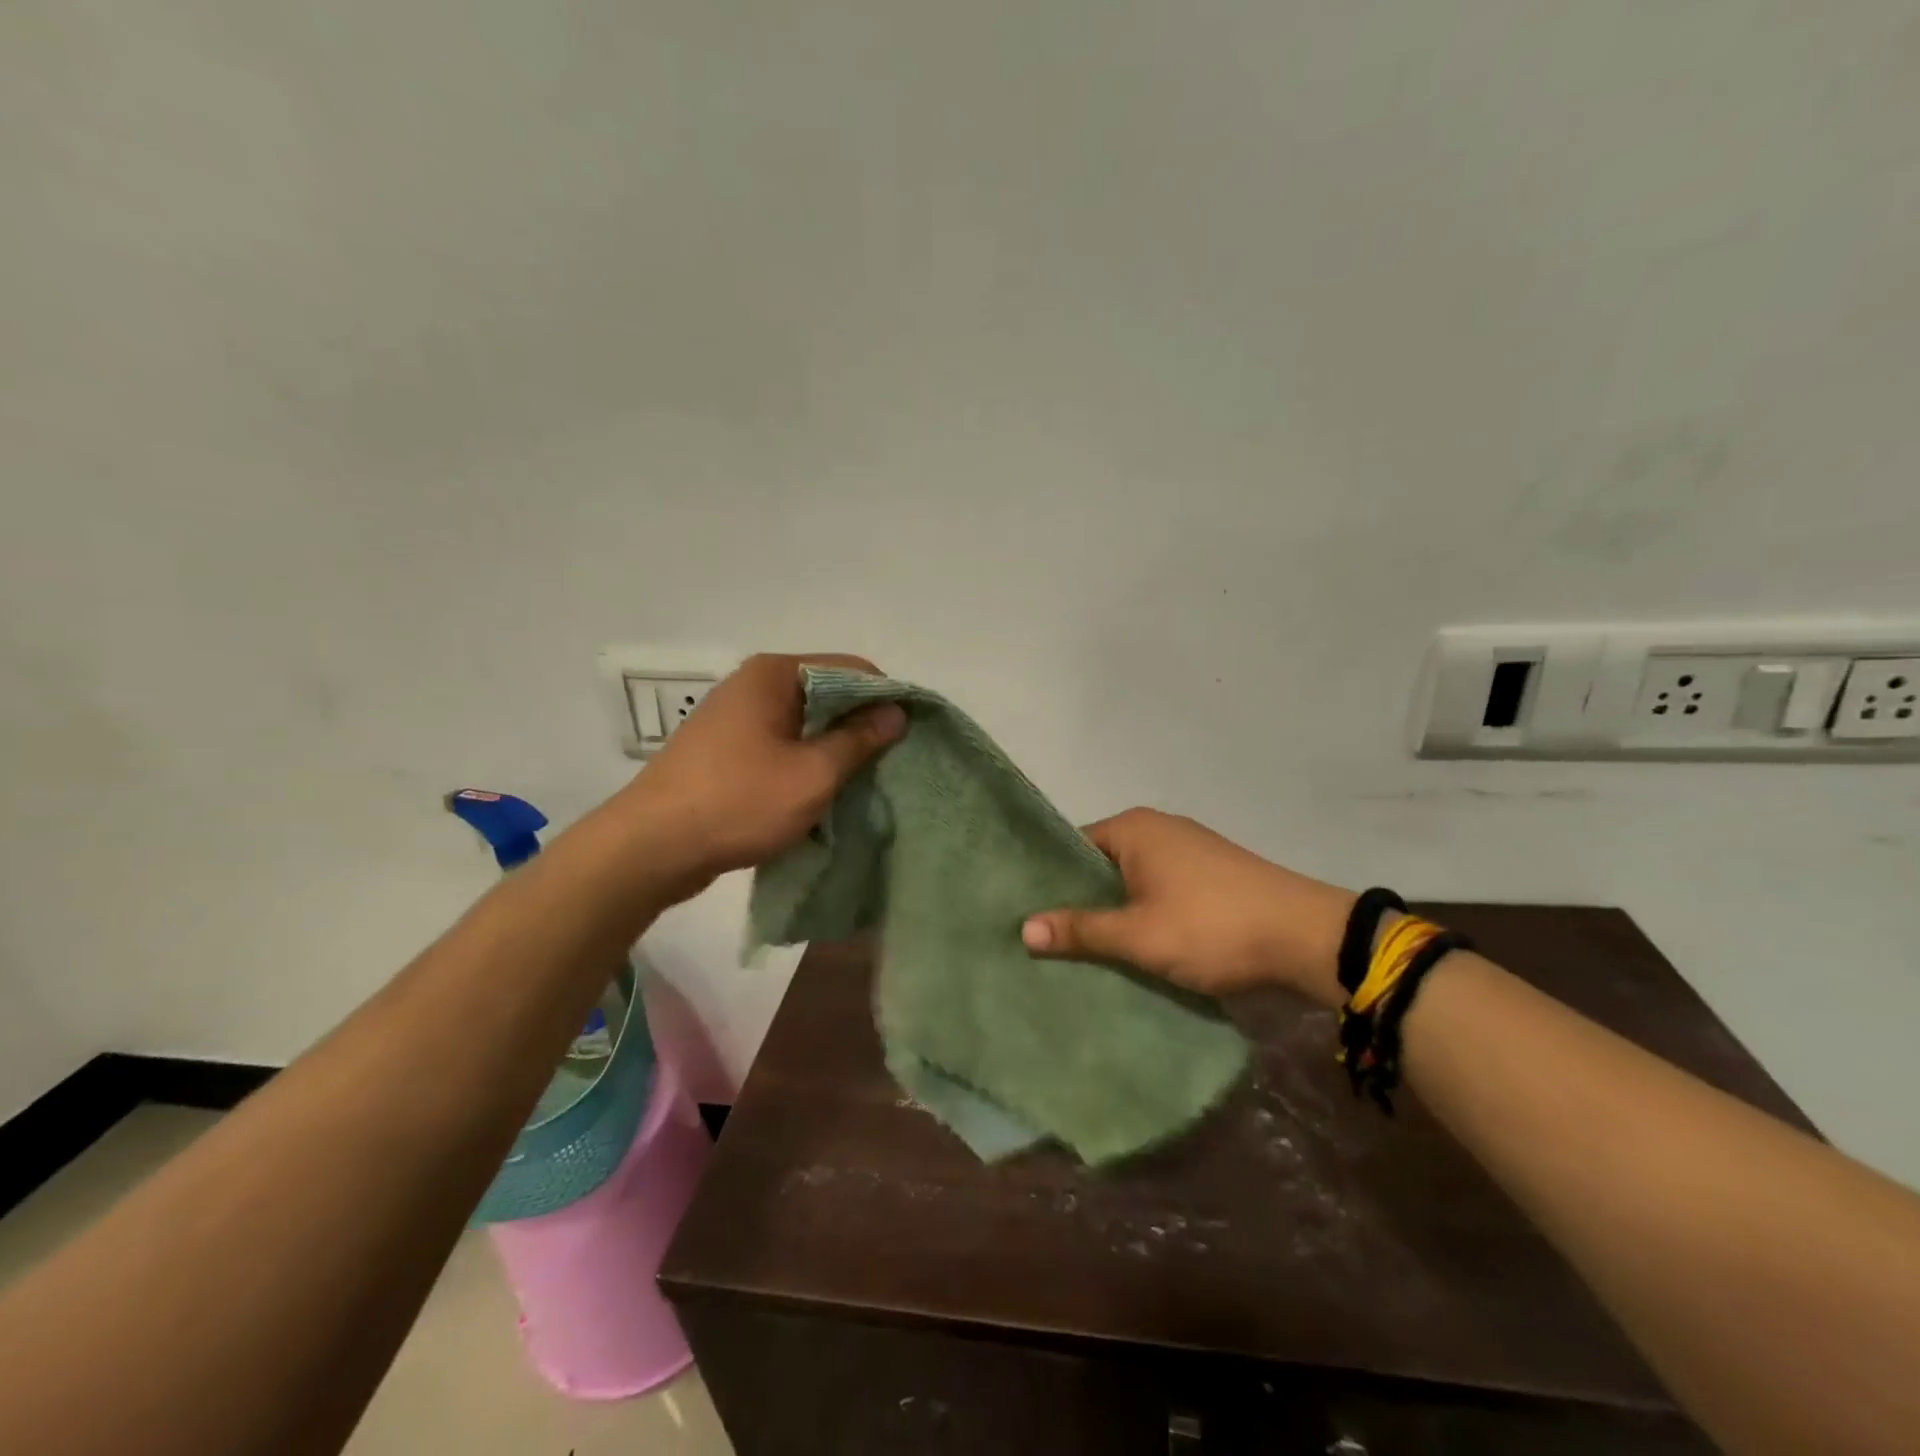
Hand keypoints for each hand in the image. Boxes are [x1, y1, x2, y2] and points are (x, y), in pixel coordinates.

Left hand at [612, 653, 904, 900]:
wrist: (650, 847)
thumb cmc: (738, 802)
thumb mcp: (813, 773)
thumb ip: (859, 739)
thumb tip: (896, 712)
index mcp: (775, 674)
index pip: (851, 669)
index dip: (885, 699)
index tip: (908, 737)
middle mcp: (753, 684)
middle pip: (826, 693)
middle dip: (859, 726)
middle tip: (888, 765)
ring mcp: (734, 716)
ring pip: (803, 722)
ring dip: (832, 748)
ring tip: (858, 783)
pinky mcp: (724, 748)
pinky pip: (780, 744)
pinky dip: (804, 762)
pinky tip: (818, 793)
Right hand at [1020, 808, 1354, 1007]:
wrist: (1307, 939)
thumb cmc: (1212, 927)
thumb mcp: (1139, 934)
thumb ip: (1082, 929)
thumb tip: (1023, 927)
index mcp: (1133, 828)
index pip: (1072, 847)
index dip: (1049, 881)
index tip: (1028, 916)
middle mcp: (1158, 828)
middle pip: (1101, 864)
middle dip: (1081, 901)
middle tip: (1049, 941)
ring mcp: (1189, 850)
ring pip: (1132, 881)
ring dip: (1115, 911)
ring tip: (1084, 951)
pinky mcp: (1212, 874)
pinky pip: (1160, 890)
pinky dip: (1145, 913)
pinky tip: (1135, 946)